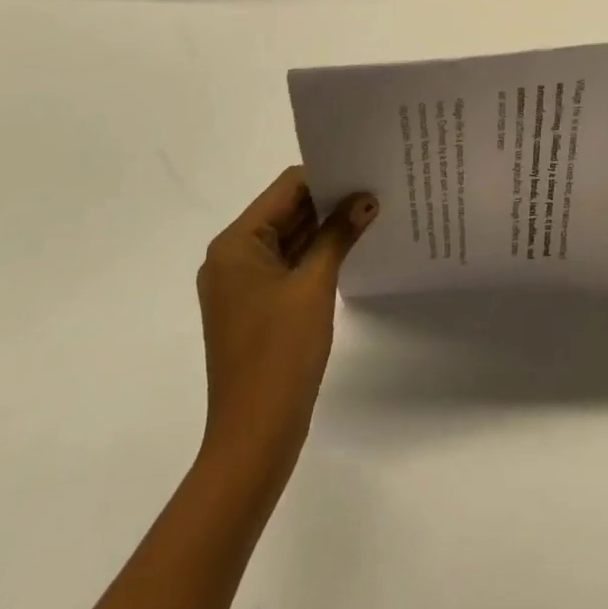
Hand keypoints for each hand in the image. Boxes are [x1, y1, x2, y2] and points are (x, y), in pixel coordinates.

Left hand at [195, 167, 376, 475]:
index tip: (365, 171)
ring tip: (371, 212)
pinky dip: (315, 254)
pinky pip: (287, 265)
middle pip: (286, 211)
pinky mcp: (254, 307)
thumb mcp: (314, 285)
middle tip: (376, 188)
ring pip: (288, 238)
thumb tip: (366, 198)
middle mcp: (231, 257)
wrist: (254, 436)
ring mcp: (241, 285)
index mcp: (235, 244)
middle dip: (329, 201)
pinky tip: (351, 248)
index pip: (286, 188)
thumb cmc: (280, 353)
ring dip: (324, 228)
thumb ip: (339, 234)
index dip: (326, 177)